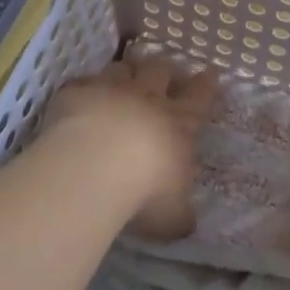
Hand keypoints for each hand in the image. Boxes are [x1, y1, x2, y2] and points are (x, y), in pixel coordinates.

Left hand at [45, 53, 217, 240]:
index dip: (206, 85)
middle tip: (167, 72)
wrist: (95, 165)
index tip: (211, 72)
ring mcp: (111, 90)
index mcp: (178, 123)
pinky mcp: (78, 92)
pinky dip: (86, 88)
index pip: (199, 97)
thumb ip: (179, 213)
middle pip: (161, 71)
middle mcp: (147, 98)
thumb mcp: (172, 214)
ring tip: (126, 75)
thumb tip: (186, 221)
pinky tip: (81, 95)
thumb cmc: (145, 190)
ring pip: (124, 68)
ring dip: (127, 71)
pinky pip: (83, 82)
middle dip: (166, 70)